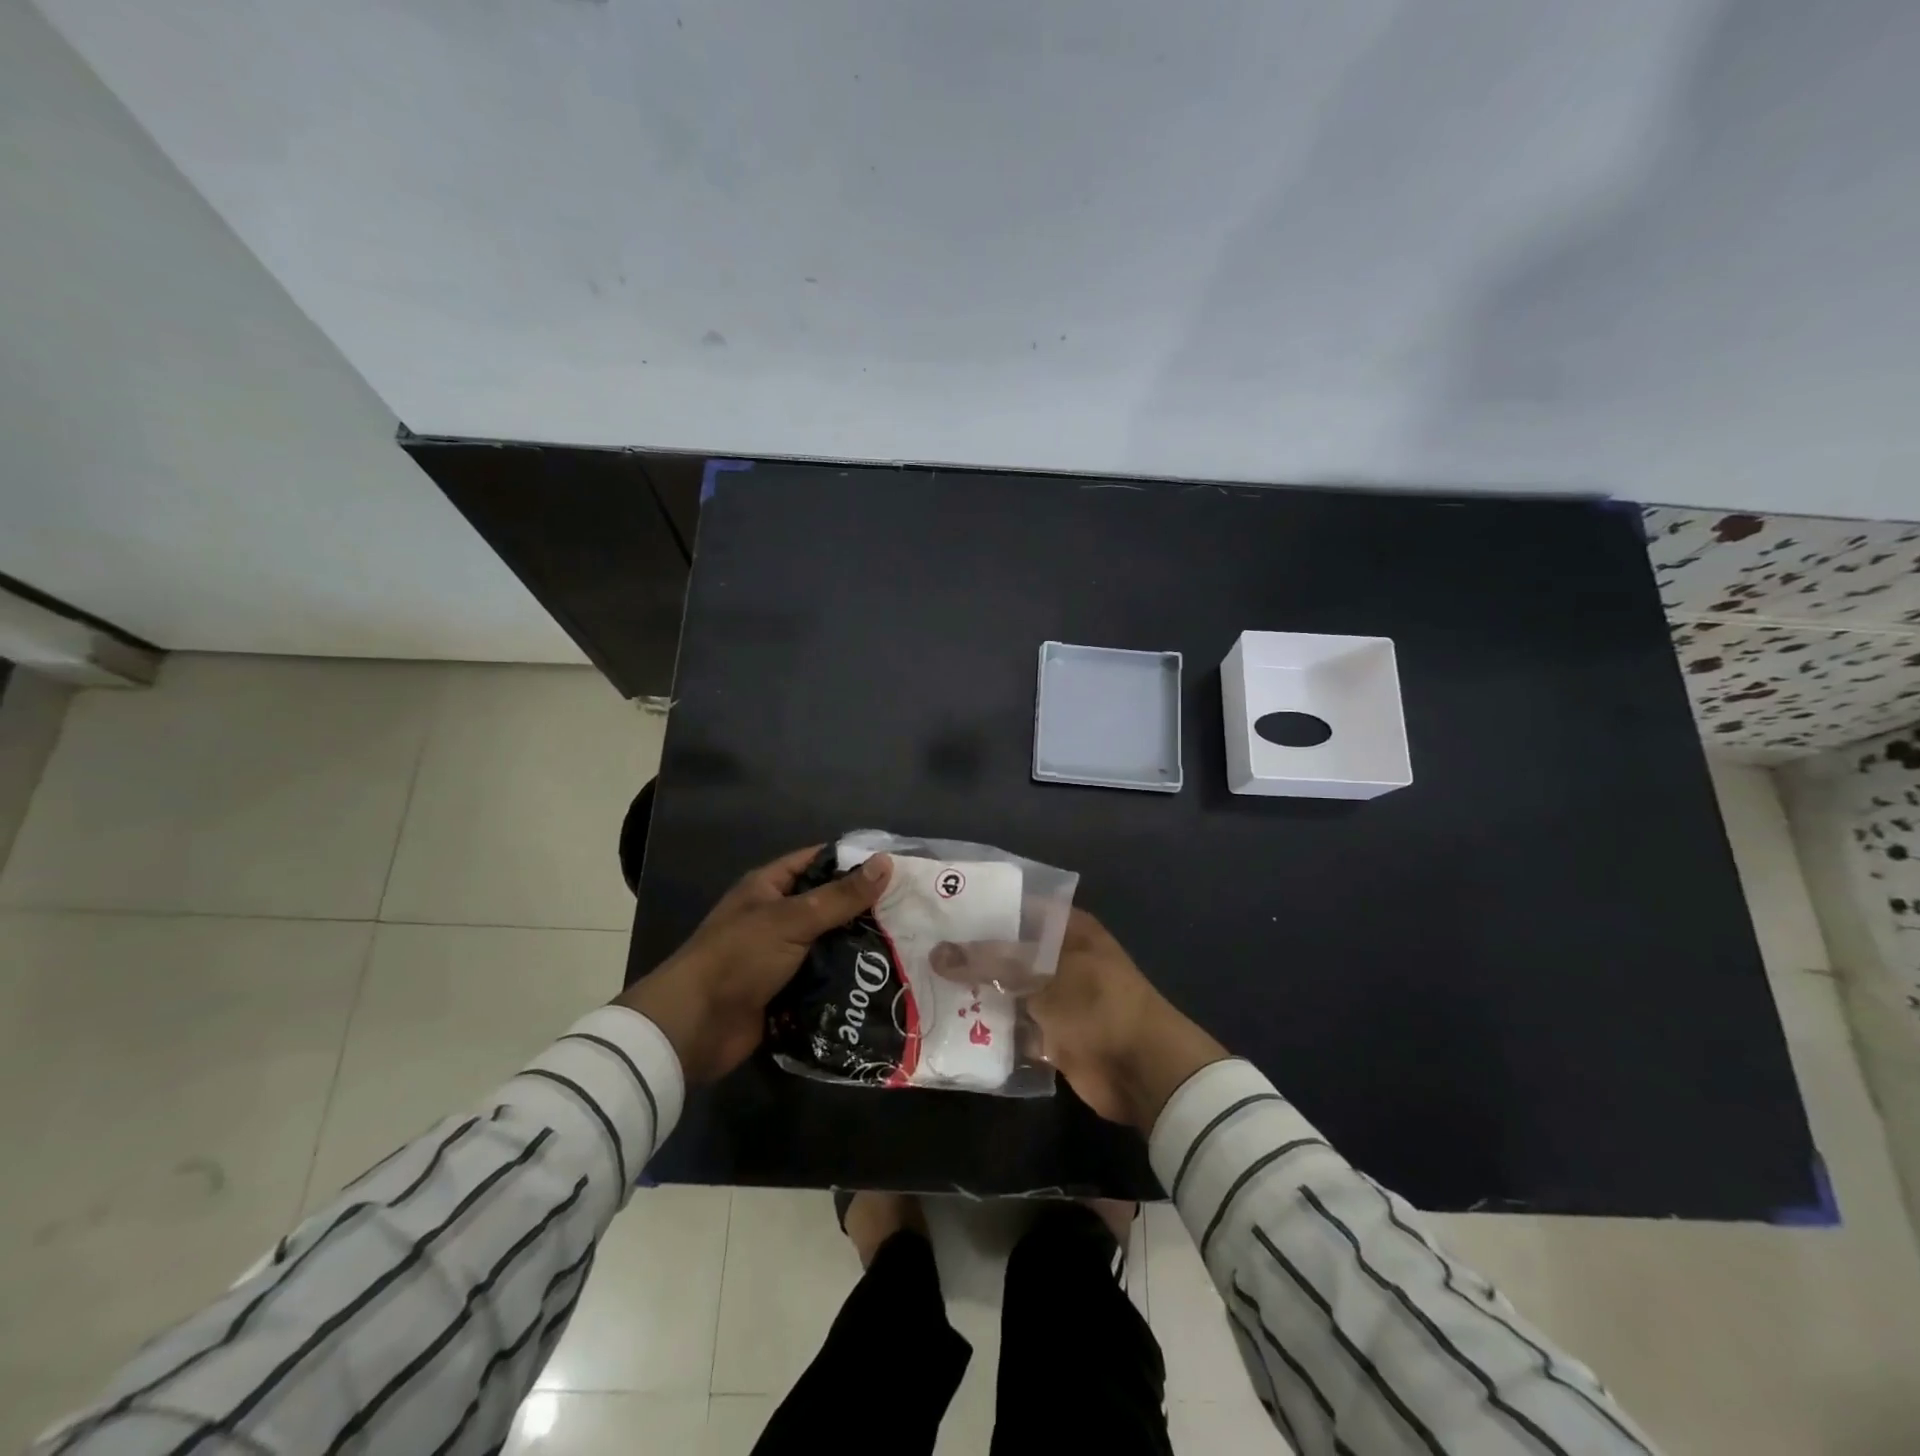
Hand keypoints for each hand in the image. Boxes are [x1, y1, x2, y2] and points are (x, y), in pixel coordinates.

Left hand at [617, 847, 891, 1082]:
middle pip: (828, 905)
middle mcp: (776, 917)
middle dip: (865, 909)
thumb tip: (886, 863)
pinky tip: (882, 982)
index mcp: (769, 887)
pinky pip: (824, 978)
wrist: (694, 1027)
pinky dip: (847, 980)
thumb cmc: (739, 958)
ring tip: (907, 947)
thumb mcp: (792, 920)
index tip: (897, 868)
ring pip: (830, 944)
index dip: (854, 861)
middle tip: (912, 912)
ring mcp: (781, 955)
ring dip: (859, 948)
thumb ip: (840, 896)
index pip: (818, 861)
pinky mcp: (786, 991)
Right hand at [930, 909, 1227, 1131]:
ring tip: (923, 985)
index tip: (938, 910)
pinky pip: (1012, 1026)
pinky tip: (948, 1025)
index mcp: (1066, 929)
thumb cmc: (1097, 1003)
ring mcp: (1054, 998)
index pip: (1016, 908)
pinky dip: (988, 1028)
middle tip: (919, 950)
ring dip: (975, 992)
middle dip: (969, 954)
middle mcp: (1058, 958)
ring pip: (1006, 989)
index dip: (980, 909)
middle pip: (1006, 951)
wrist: (1142, 1071)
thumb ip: (990, 962)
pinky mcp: (1050, 1035)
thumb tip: (937, 953)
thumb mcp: (1042, 974)